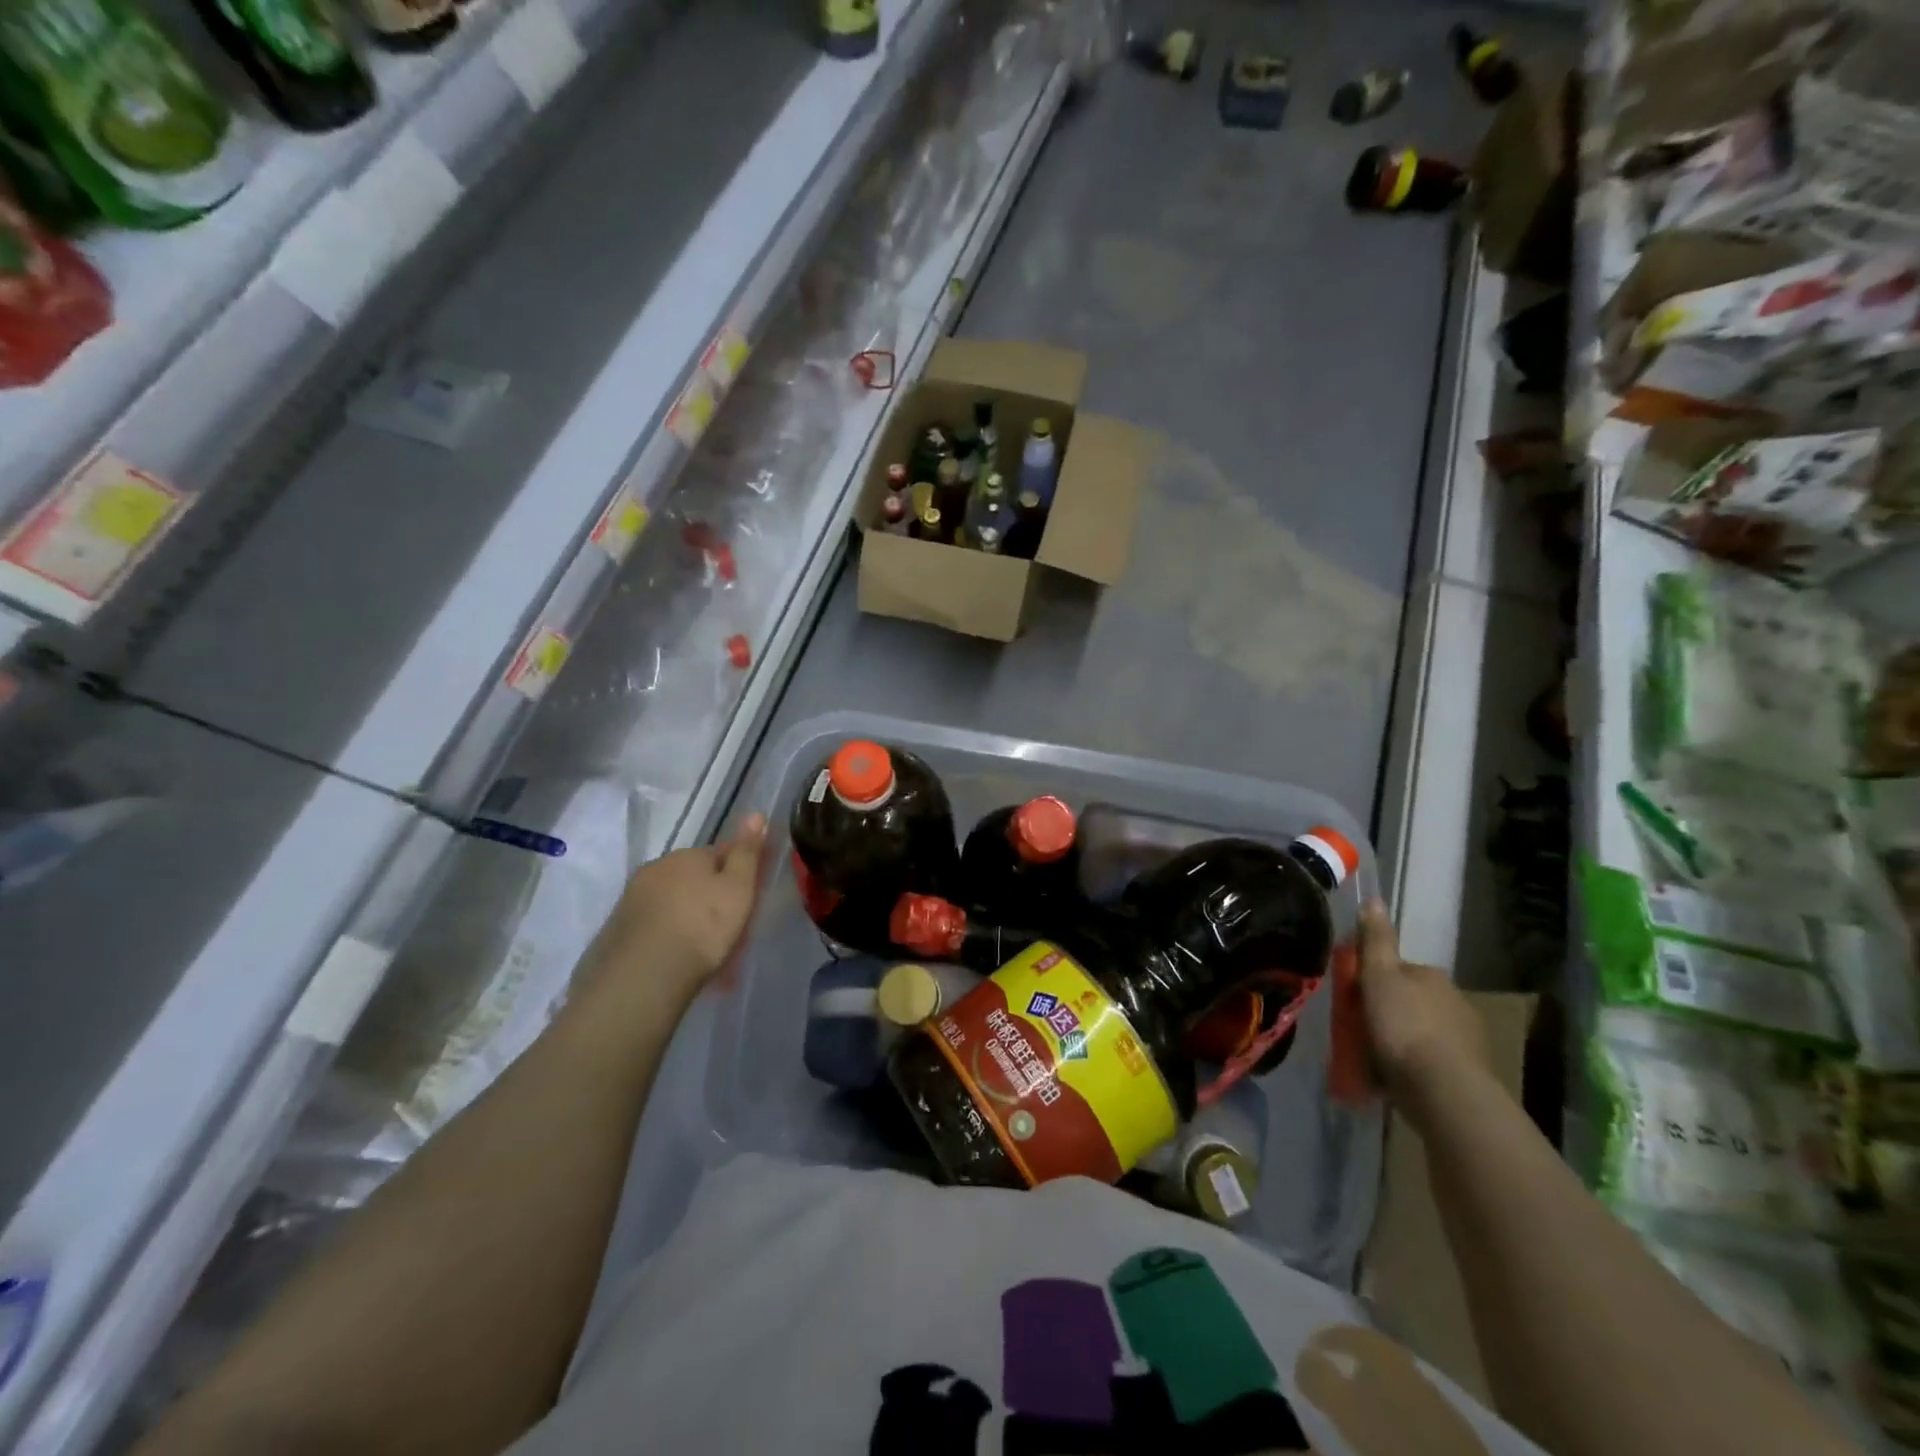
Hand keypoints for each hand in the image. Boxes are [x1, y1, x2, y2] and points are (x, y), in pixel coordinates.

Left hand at [575, 814, 767, 1009]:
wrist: (643, 976)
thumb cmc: (702, 927)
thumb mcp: (738, 888)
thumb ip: (747, 852)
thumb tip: (756, 814)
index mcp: (687, 855)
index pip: (721, 854)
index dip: (738, 874)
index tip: (748, 899)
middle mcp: (656, 868)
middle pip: (693, 878)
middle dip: (709, 897)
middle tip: (727, 930)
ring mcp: (632, 898)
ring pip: (672, 901)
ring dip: (687, 917)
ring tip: (701, 951)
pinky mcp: (616, 928)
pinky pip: (653, 924)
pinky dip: (667, 935)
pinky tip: (676, 957)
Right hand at [1356, 898, 1485, 1108]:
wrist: (1444, 1090)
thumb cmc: (1403, 1026)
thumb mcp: (1379, 977)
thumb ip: (1376, 940)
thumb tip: (1374, 899)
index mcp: (1432, 976)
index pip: (1397, 970)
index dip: (1371, 980)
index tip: (1351, 997)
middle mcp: (1454, 1001)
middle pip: (1408, 1000)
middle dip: (1386, 1011)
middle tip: (1356, 1030)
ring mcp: (1465, 1039)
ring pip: (1420, 1031)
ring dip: (1400, 1040)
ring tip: (1372, 1059)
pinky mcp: (1466, 1073)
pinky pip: (1429, 1061)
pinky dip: (1412, 1066)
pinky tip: (1393, 1079)